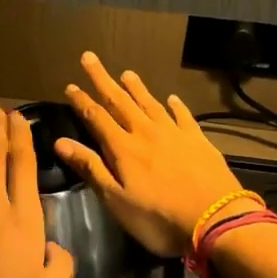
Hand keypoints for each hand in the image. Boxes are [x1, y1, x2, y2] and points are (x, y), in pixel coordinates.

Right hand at [57, 52, 249, 257]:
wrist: (216, 220)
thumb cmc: (159, 217)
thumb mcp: (117, 200)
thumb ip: (90, 168)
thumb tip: (60, 142)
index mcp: (123, 148)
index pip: (97, 117)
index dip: (82, 101)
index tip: (70, 85)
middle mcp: (146, 132)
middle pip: (120, 101)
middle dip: (103, 80)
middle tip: (90, 58)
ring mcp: (175, 134)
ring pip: (151, 103)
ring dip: (136, 88)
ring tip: (126, 73)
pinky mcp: (198, 140)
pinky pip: (183, 116)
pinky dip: (175, 105)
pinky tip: (172, 98)